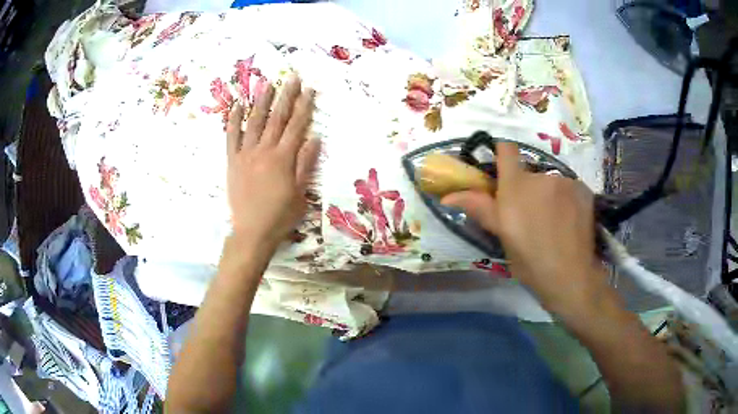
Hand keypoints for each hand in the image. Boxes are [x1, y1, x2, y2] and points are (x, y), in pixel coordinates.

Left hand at [225, 75, 320, 251]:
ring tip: (268, 83)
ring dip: (262, 101)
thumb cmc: (280, 215)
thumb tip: (315, 138)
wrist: (252, 232)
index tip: (309, 89)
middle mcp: (264, 150)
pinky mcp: (232, 161)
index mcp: (283, 158)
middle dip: (286, 95)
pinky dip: (233, 120)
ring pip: (254, 122)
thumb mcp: (300, 193)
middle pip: (277, 118)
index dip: (304, 106)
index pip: (296, 125)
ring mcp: (245, 154)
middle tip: (292, 77)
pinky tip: (237, 105)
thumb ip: (306, 164)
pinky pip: (231, 137)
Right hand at [442, 142, 609, 314]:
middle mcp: (541, 175)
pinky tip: (570, 222)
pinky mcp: (584, 190)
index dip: (503, 154)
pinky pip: (570, 189)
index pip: (506, 149)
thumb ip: (480, 208)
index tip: (503, 171)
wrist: (570, 276)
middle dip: (528, 188)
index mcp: (516, 185)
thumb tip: (447, 196)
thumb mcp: (502, 236)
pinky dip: (568, 201)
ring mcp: (566, 181)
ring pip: (552, 182)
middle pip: (530, 173)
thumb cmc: (530, 260)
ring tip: (555, 223)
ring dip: (550, 195)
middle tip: (532, 216)